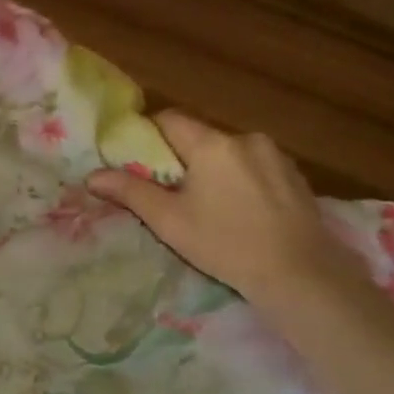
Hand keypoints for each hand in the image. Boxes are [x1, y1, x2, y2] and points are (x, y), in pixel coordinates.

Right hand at [87, 111, 351, 307]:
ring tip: (208, 207)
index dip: (148, 136)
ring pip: (228, 153)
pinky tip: (241, 212)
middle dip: (181, 159)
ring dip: (212, 170)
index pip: (169, 119)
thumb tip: (92, 176)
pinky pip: (255, 167)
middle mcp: (245, 139)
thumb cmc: (225, 244)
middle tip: (169, 194)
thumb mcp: (169, 221)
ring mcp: (275, 155)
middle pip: (199, 137)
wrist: (301, 274)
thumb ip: (130, 192)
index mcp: (212, 144)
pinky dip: (240, 180)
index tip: (138, 163)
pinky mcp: (295, 175)